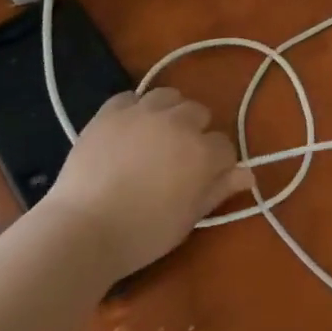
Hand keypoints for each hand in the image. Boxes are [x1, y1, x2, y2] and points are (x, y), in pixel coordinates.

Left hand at [39, 88, 252, 277]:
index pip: (225, 146)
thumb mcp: (188, 218)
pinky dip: (134, 109)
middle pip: (199, 113)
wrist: (83, 230)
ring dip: (168, 112)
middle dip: (195, 132)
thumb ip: (219, 190)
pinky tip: (127, 130)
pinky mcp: (111, 111)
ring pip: (168, 96)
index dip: (217, 163)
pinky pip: (130, 97)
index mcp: (202, 152)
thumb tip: (248, 174)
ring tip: (155, 135)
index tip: (203, 178)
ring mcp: (143, 111)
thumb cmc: (142, 233)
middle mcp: (178, 122)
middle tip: (176, 159)